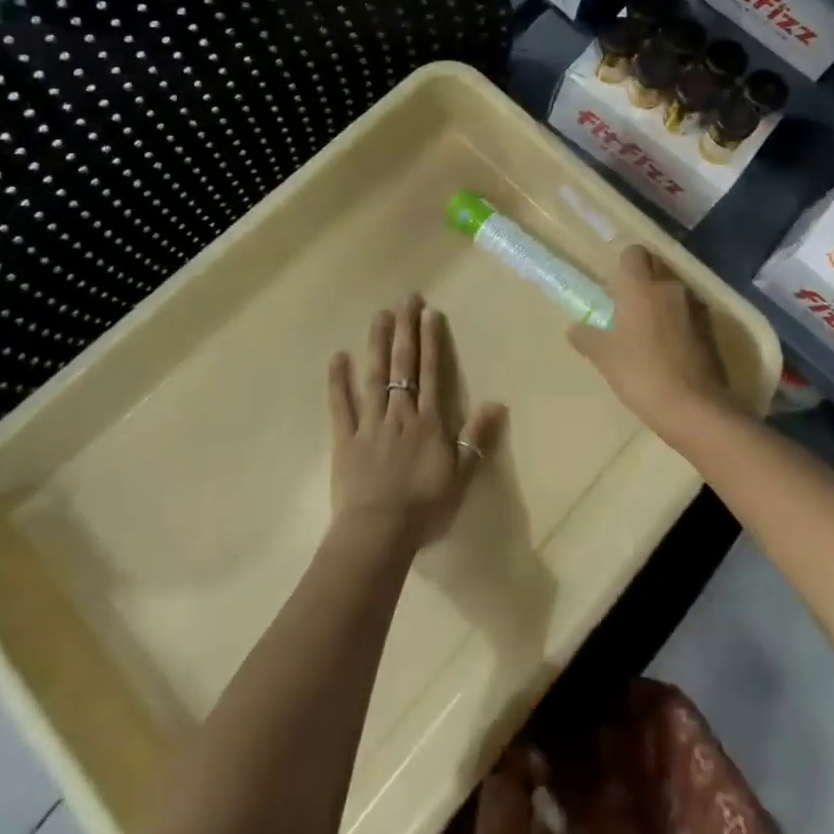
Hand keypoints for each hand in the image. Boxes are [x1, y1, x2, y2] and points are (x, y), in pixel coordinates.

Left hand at [327, 295, 505, 554]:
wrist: (379, 534)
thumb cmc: (424, 508)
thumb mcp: (461, 477)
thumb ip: (476, 438)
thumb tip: (496, 402)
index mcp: (428, 422)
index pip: (431, 373)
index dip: (431, 341)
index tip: (429, 312)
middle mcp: (400, 414)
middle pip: (403, 365)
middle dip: (406, 330)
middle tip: (406, 299)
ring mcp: (370, 424)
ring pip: (374, 376)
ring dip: (377, 344)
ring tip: (379, 315)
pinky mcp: (345, 439)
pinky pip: (341, 406)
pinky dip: (338, 381)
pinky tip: (337, 357)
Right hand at [570, 246, 733, 439]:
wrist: (695, 407)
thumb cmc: (641, 373)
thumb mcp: (604, 357)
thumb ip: (586, 338)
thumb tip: (574, 329)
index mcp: (640, 286)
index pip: (634, 252)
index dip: (625, 264)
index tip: (616, 283)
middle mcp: (670, 286)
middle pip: (657, 266)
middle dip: (645, 277)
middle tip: (630, 303)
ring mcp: (695, 306)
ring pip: (676, 289)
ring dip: (664, 299)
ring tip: (650, 327)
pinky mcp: (712, 328)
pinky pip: (691, 312)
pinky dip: (681, 320)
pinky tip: (671, 345)